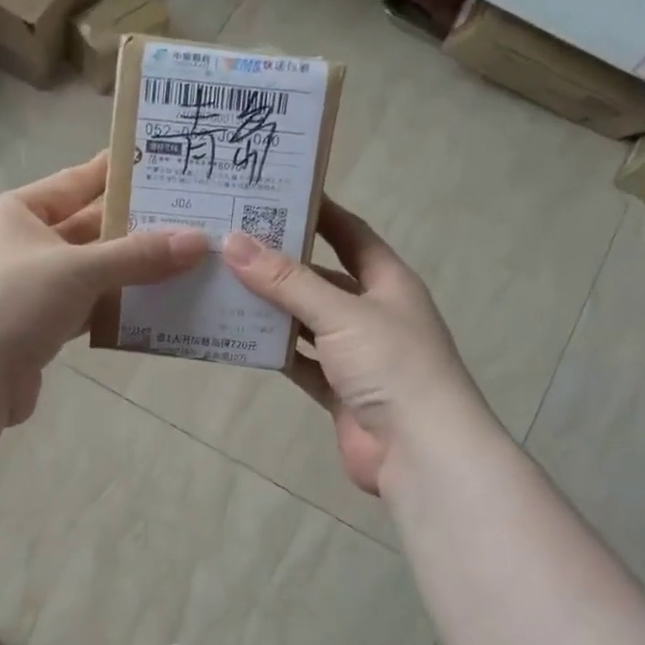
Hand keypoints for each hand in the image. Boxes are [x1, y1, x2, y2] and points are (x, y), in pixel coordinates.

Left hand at [0, 151, 207, 425]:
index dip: (112, 174)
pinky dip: (112, 308)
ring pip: (86, 273)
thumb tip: (198, 242)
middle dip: (131, 228)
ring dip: (127, 272)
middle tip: (184, 218)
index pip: (72, 183)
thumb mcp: (79, 269)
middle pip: (84, 230)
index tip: (155, 164)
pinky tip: (150, 306)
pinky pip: (83, 309)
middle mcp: (18, 246)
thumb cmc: (14, 301)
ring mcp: (26, 290)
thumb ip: (138, 256)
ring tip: (180, 262)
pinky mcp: (35, 329)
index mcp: (15, 214)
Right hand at [222, 201, 485, 495]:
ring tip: (225, 285)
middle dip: (284, 263)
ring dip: (274, 309)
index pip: (351, 234)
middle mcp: (373, 313)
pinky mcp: (340, 391)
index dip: (320, 213)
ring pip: (308, 323)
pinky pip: (301, 363)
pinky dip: (276, 352)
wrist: (419, 450)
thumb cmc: (391, 365)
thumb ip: (287, 281)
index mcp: (388, 282)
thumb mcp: (340, 313)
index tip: (277, 194)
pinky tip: (241, 338)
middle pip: (323, 279)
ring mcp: (356, 355)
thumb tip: (234, 242)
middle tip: (234, 243)